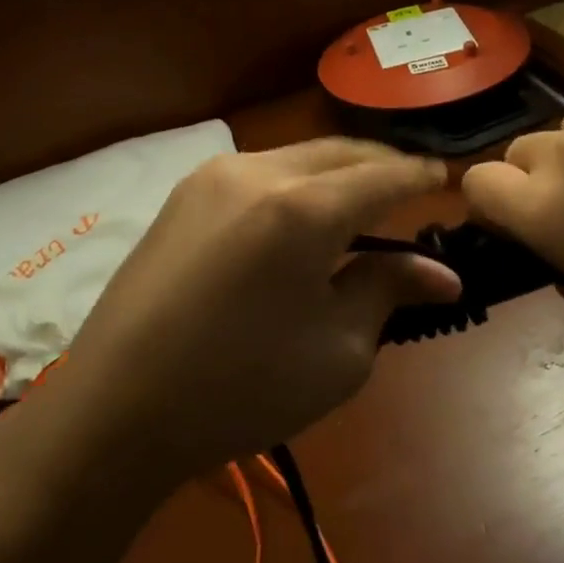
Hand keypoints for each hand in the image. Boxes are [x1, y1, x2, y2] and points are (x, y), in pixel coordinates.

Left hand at [51, 140, 460, 479]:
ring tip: (361, 204)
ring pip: (298, 157)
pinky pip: (260, 174)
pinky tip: (301, 218)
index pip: (384, 176)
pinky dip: (296, 186)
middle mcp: (258, 171)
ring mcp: (212, 177)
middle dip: (382, 166)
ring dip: (338, 174)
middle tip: (412, 189)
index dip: (421, 178)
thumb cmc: (242, 389)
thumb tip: (440, 273)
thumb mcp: (339, 351)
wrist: (116, 409)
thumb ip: (389, 290)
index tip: (447, 182)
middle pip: (341, 152)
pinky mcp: (183, 196)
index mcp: (304, 207)